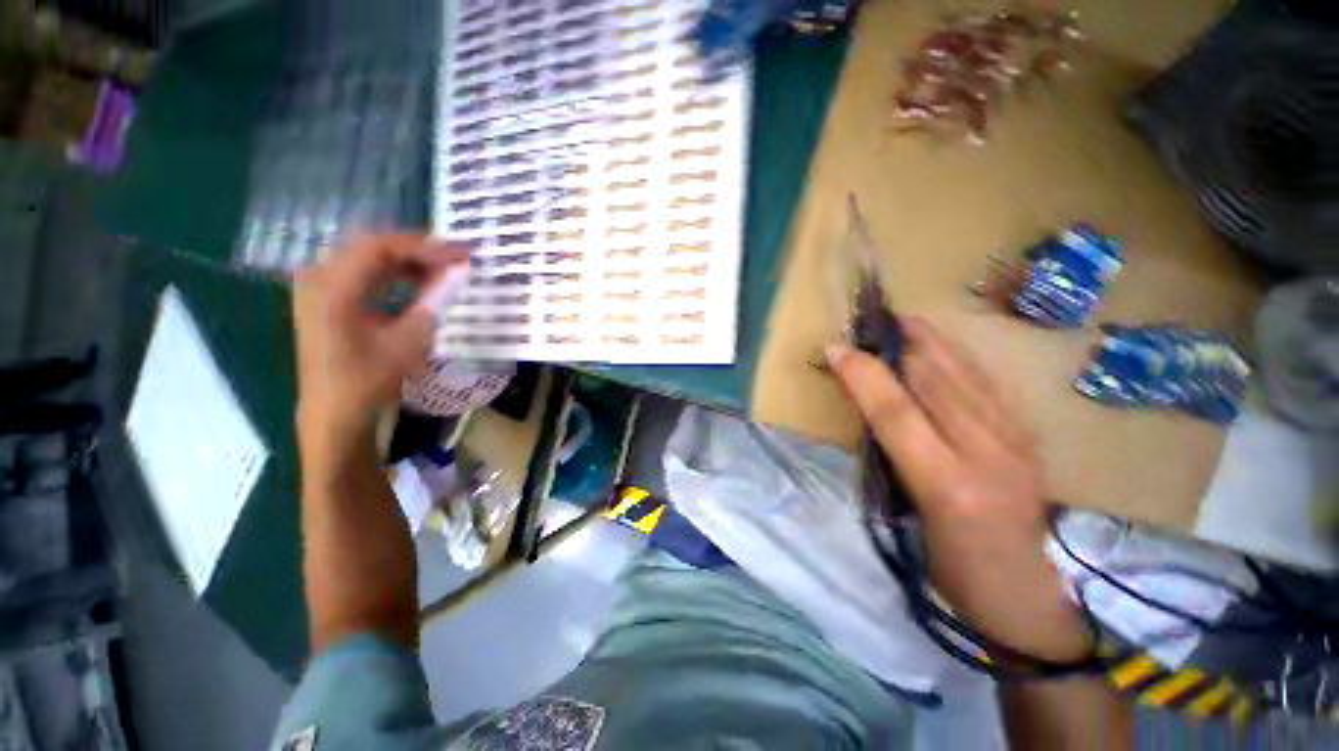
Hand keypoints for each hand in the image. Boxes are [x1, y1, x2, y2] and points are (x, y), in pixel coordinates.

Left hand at [293, 234, 469, 465]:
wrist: (334, 411)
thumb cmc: (368, 379)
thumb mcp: (408, 341)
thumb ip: (432, 301)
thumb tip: (458, 272)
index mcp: (332, 288)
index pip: (381, 248)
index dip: (425, 246)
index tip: (462, 251)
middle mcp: (318, 278)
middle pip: (373, 247)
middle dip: (418, 250)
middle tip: (456, 257)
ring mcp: (318, 286)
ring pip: (368, 258)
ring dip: (407, 261)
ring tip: (443, 268)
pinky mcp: (325, 297)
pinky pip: (362, 272)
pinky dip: (392, 273)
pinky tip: (417, 281)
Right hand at [828, 318, 1085, 658]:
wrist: (1024, 592)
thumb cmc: (950, 566)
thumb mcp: (905, 517)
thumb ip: (887, 458)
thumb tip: (866, 410)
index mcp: (946, 484)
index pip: (896, 412)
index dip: (862, 375)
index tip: (835, 350)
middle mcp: (987, 453)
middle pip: (934, 382)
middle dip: (896, 345)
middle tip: (868, 321)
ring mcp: (1015, 441)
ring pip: (965, 375)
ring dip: (928, 342)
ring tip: (902, 320)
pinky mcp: (1027, 436)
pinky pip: (988, 384)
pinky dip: (959, 358)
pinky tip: (943, 345)